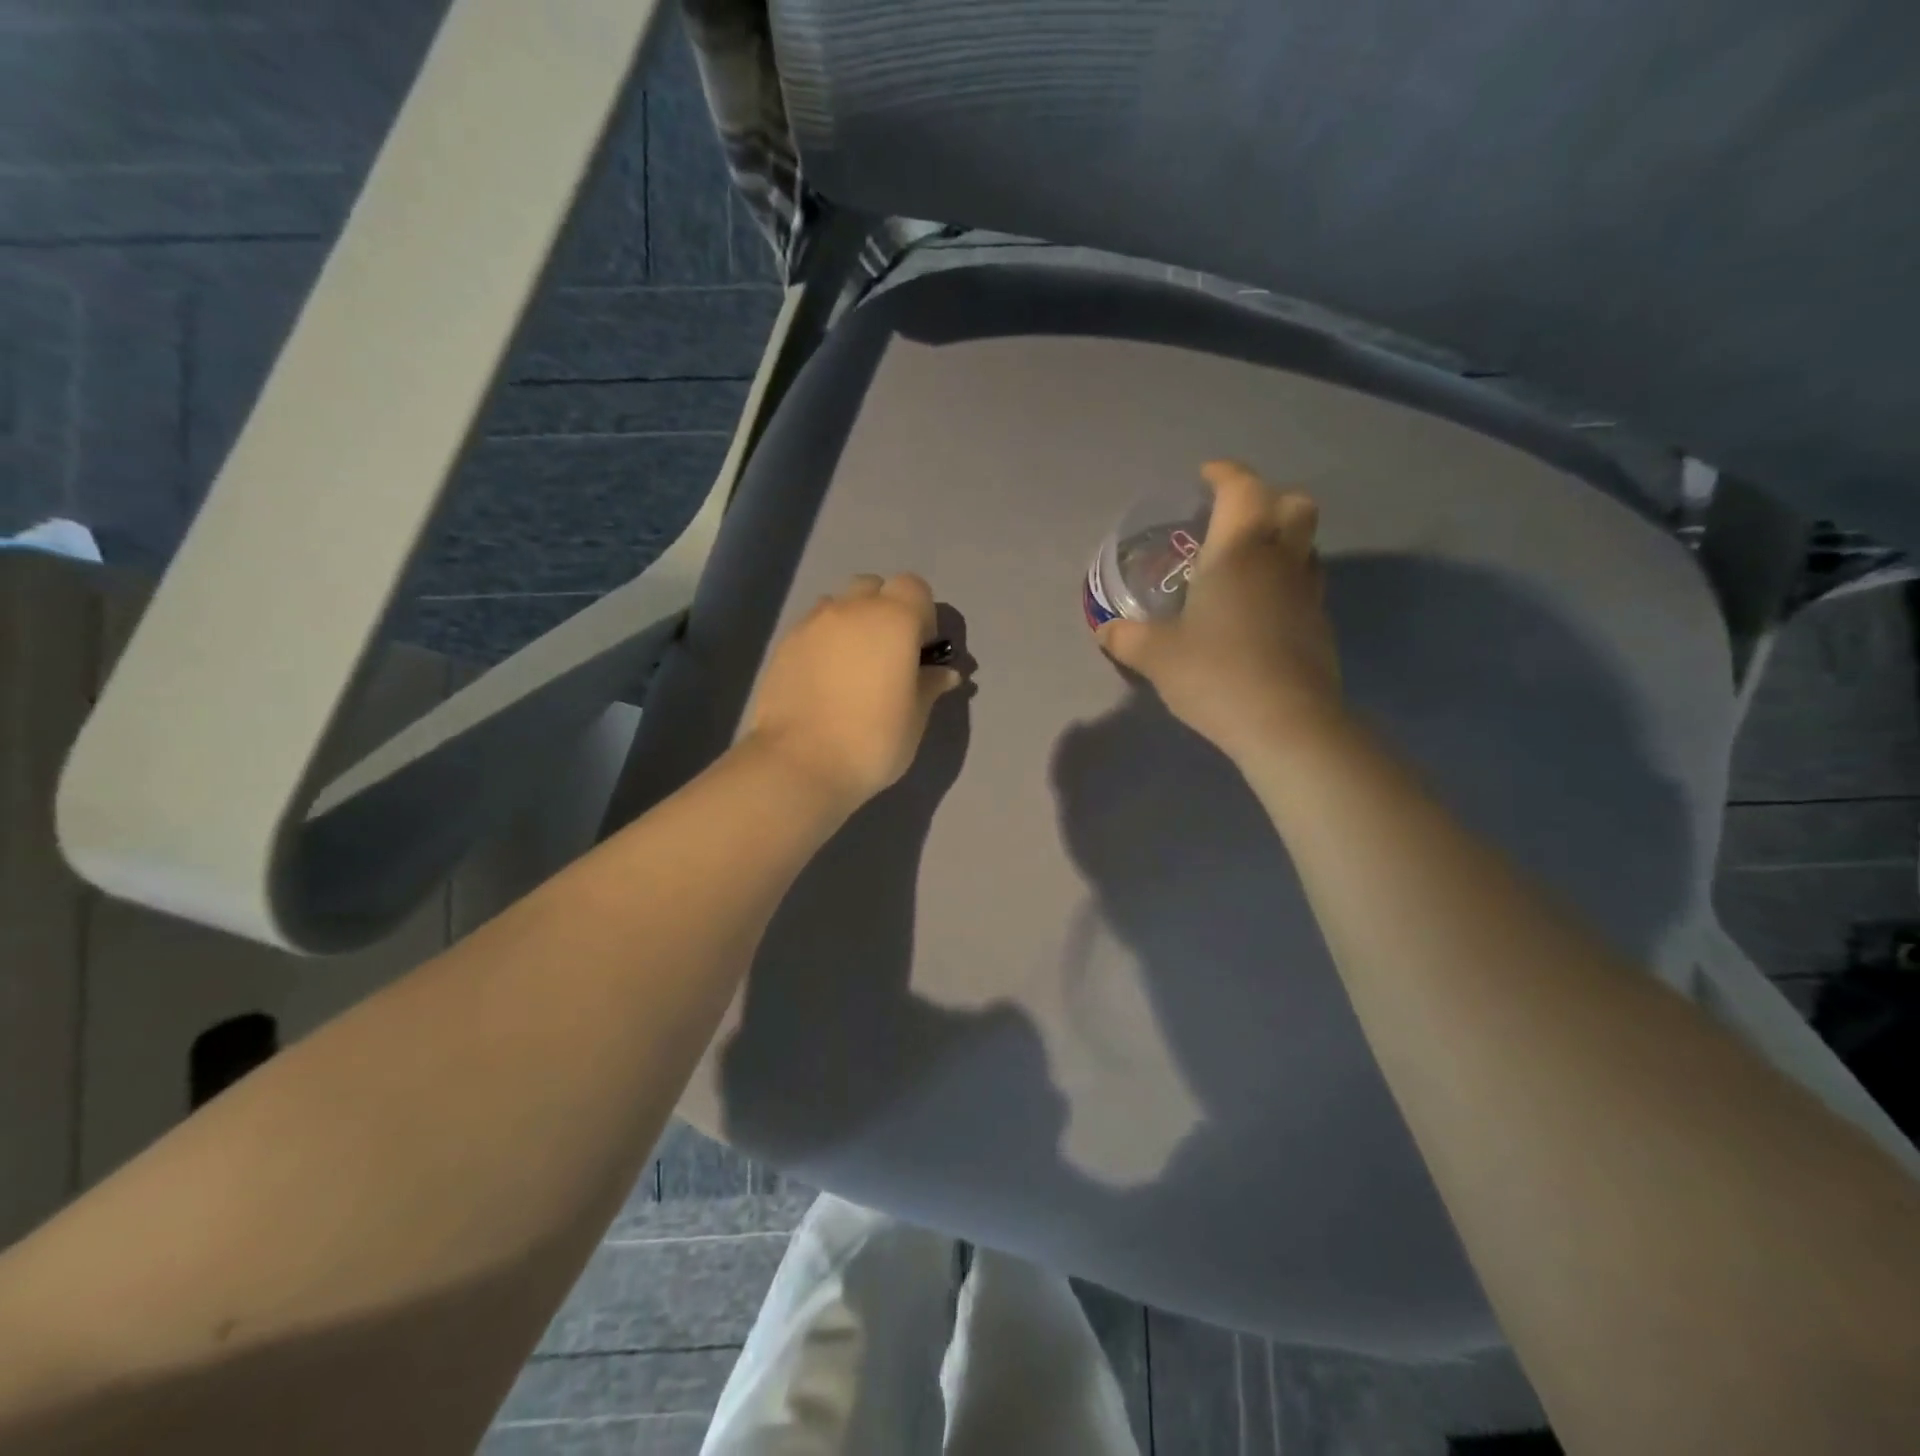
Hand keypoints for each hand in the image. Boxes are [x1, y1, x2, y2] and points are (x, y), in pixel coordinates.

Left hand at [744, 573, 963, 810]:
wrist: (799, 763)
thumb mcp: (915, 717)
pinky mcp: (784, 645)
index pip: (914, 588)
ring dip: (851, 623)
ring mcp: (811, 624)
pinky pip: (812, 628)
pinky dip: (824, 642)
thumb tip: (944, 673)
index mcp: (893, 619)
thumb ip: (929, 686)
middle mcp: (851, 609)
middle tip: (888, 654)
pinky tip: (824, 681)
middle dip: (884, 609)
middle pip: (873, 587)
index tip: (920, 649)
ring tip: (852, 666)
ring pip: (838, 604)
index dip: (922, 613)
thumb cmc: (872, 740)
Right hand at [1098, 461, 1342, 761]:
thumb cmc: (1215, 673)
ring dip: (1282, 540)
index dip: (1224, 474)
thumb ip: (1127, 638)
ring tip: (1247, 564)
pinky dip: (1287, 581)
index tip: (1205, 476)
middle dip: (1267, 499)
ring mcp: (1308, 592)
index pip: (1241, 488)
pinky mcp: (1321, 626)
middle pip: (1294, 504)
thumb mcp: (1155, 656)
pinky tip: (1260, 609)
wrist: (1285, 723)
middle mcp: (1280, 560)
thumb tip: (1106, 631)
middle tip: (1235, 519)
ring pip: (1307, 544)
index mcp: (1239, 551)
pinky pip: (1306, 584)